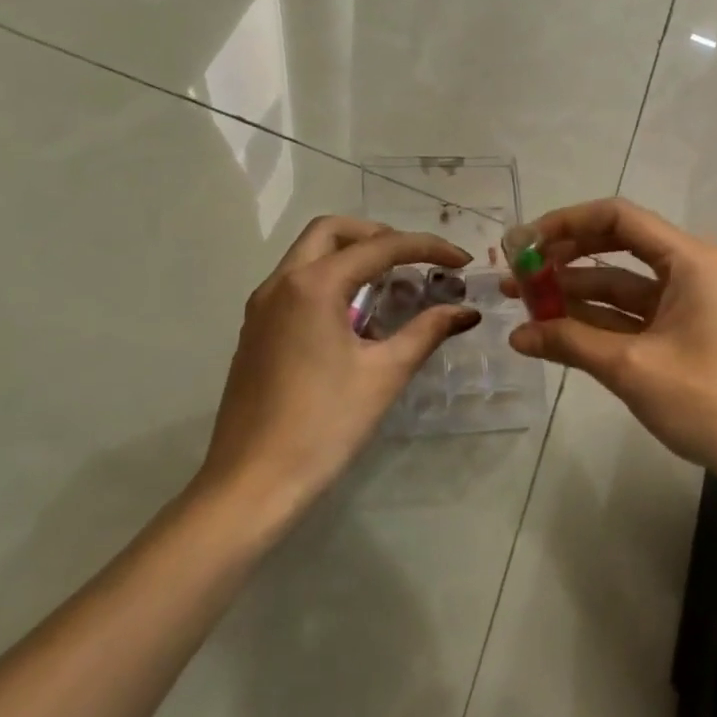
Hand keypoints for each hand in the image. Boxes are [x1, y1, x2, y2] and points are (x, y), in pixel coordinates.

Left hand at [198, 217, 478, 520]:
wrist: (250, 485)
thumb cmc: (323, 426)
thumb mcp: (384, 375)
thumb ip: (427, 332)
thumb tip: (466, 312)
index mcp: (313, 286)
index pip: (380, 247)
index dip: (427, 248)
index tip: (462, 260)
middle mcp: (281, 283)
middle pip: (332, 231)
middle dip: (379, 235)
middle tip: (414, 260)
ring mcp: (262, 306)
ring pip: (309, 254)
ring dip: (352, 256)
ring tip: (393, 285)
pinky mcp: (256, 330)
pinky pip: (297, 283)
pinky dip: (331, 279)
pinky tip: (357, 316)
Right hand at [506, 198, 716, 500]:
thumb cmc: (710, 401)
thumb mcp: (632, 368)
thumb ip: (571, 342)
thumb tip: (517, 334)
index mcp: (686, 259)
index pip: (616, 217)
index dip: (565, 223)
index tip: (524, 243)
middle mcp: (686, 269)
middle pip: (614, 247)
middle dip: (564, 259)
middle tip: (517, 274)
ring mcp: (684, 303)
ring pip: (618, 285)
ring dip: (573, 294)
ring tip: (523, 304)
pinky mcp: (681, 333)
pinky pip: (630, 316)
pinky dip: (594, 323)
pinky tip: (554, 332)